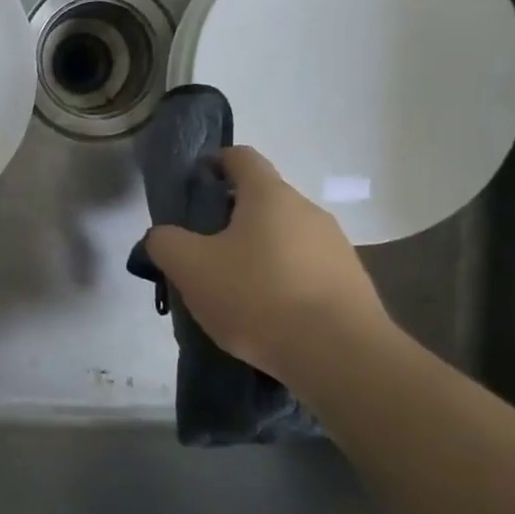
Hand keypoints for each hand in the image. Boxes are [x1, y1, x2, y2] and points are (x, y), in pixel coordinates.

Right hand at [144, 147, 392, 383]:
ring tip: (232, 291)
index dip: (213, 163)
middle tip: (201, 252)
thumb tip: (163, 236)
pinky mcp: (351, 284)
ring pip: (283, 237)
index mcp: (270, 195)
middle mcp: (308, 211)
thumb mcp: (190, 267)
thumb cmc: (257, 296)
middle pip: (261, 200)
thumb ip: (165, 242)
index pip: (240, 157)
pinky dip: (281, 281)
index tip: (192, 186)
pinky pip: (304, 270)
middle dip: (228, 218)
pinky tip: (266, 315)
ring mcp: (336, 247)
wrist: (339, 356)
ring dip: (256, 253)